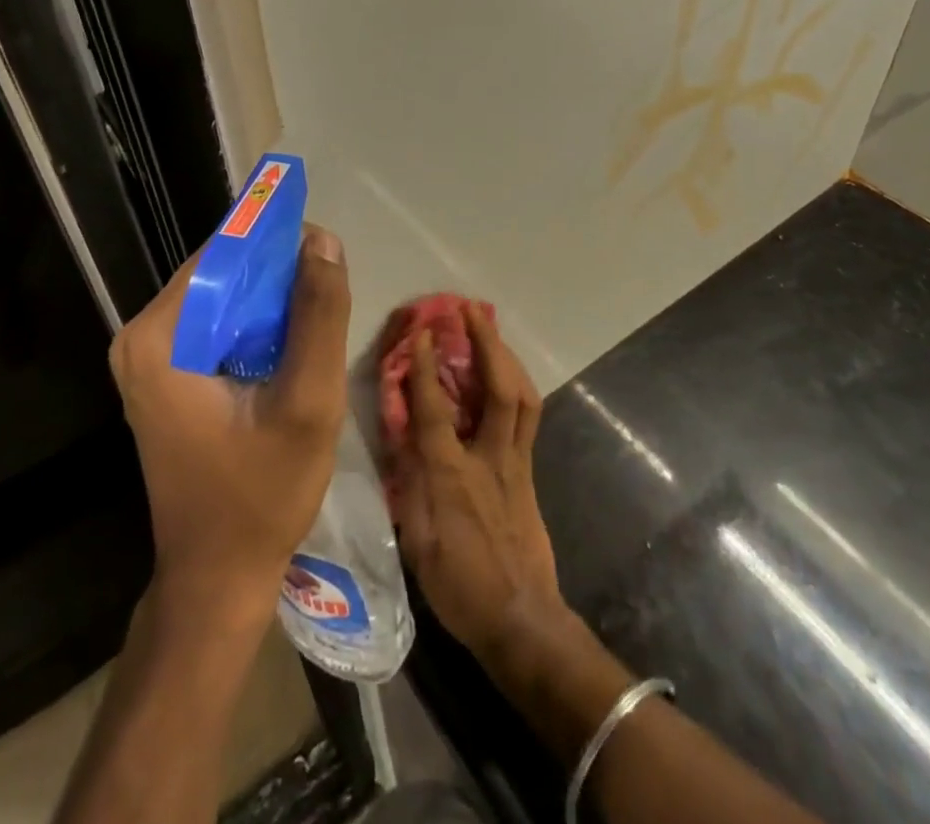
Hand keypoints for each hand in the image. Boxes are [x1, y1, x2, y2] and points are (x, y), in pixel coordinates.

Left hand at [110, 225, 351, 623]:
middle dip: (277, 276)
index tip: (325, 252)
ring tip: (317, 323)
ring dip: (272, 302)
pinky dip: (256, 327)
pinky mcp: (165, 377)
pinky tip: (291, 347)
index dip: (277, 242)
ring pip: (223, 298)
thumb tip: (323, 241)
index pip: (223, 254)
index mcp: (159, 337)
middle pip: (221, 274)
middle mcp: (141, 338)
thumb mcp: (308, 402)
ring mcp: (149, 359)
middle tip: (328, 296)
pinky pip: (218, 326)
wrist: (218, 578)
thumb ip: (319, 315)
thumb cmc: (262, 494)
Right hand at [389, 303, 568, 665]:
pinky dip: (517, 386)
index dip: (426, 366)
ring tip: (491, 330)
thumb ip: (408, 483)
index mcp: (452, 476)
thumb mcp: (417, 542)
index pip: (435, 409)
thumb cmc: (460, 586)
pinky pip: (528, 416)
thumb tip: (399, 436)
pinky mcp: (529, 471)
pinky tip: (506, 376)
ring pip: (523, 397)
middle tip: (470, 309)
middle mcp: (489, 458)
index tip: (421, 330)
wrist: (522, 620)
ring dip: (507, 357)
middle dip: (485, 343)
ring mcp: (516, 462)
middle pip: (497, 389)